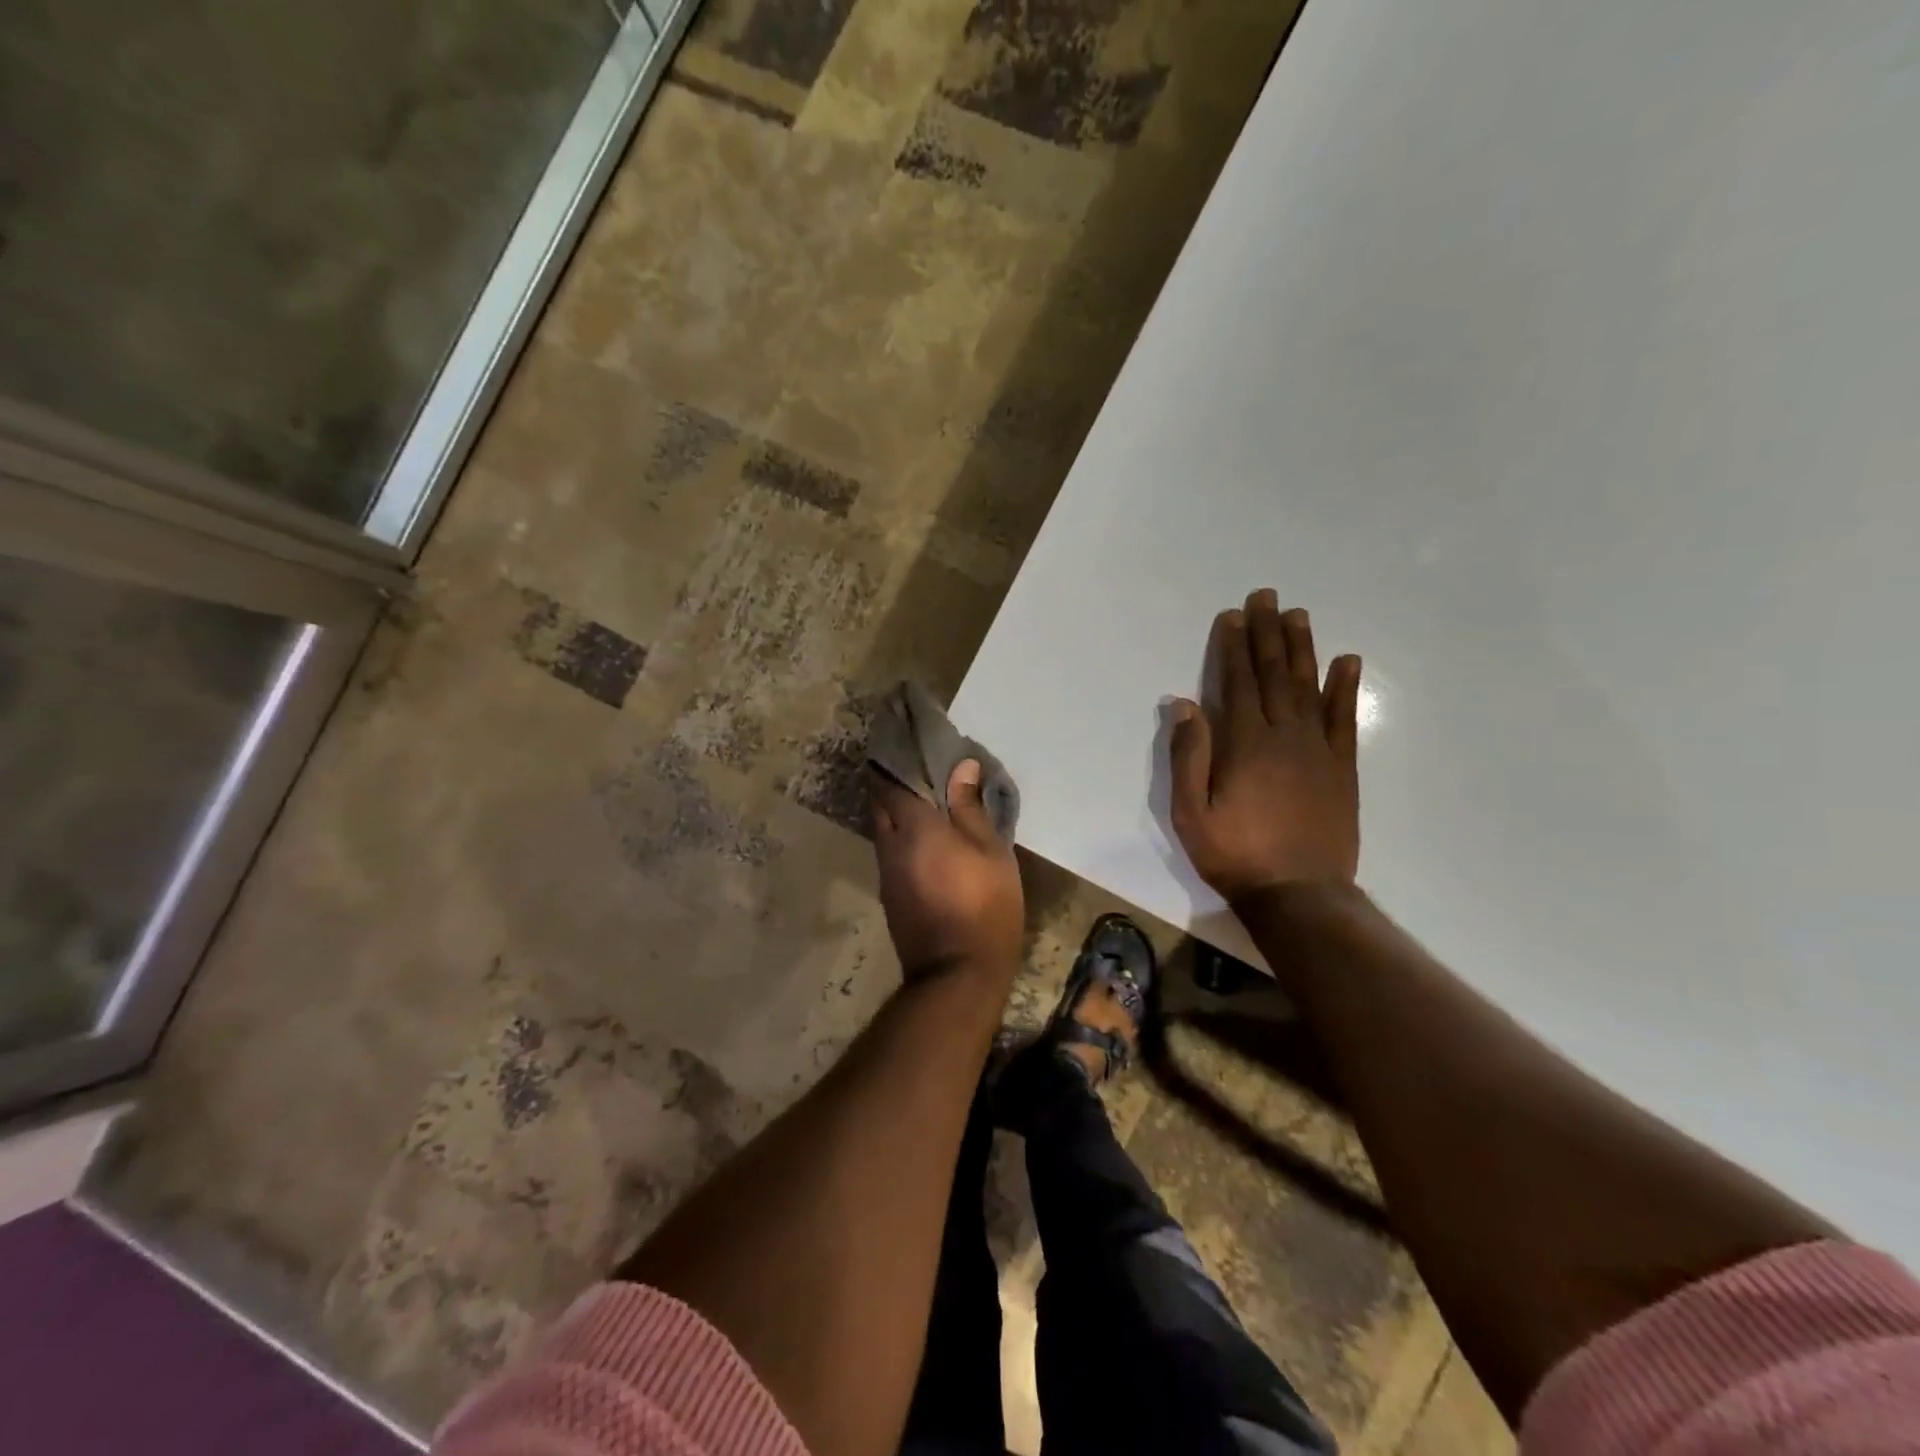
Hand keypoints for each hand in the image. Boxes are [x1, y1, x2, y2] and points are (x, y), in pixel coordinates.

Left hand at [871, 760, 1024, 980]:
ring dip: (892, 806)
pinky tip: (918, 833)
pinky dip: (897, 831)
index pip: (891, 779)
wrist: (956, 973)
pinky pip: (887, 847)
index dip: (893, 756)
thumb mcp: (991, 852)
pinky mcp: (889, 891)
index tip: (902, 738)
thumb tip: (962, 766)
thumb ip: (970, 807)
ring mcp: (886, 870)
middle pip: (879, 800)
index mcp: (915, 826)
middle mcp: (890, 843)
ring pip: (881, 825)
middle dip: (888, 778)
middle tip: (909, 762)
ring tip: (917, 793)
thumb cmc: (984, 906)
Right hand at [1169, 589, 1361, 903]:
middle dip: (1267, 633)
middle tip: (1266, 596)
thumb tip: (1183, 704)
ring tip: (1298, 615)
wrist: (1299, 893)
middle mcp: (1284, 736)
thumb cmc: (1234, 854)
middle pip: (1274, 675)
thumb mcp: (1191, 813)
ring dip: (1302, 648)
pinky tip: (1346, 661)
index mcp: (1244, 744)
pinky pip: (1344, 719)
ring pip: (1309, 687)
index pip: (1237, 683)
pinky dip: (1345, 688)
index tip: (1233, 615)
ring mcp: (1318, 750)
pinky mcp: (1342, 768)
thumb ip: (1188, 756)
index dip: (1233, 647)